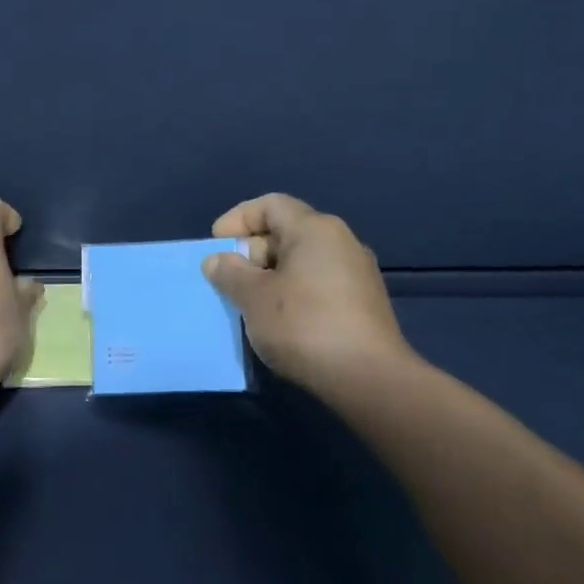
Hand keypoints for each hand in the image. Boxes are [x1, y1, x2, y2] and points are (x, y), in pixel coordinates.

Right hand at [202, 193, 412, 392]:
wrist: (368, 378)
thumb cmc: (304, 325)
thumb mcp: (254, 298)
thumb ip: (230, 273)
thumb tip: (217, 260)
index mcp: (315, 229)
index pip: (270, 205)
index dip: (238, 219)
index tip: (215, 244)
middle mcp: (341, 242)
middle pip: (287, 232)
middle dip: (251, 252)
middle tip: (228, 279)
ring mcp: (357, 273)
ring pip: (302, 261)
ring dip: (270, 276)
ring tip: (247, 302)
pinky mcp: (363, 303)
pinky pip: (318, 284)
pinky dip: (292, 293)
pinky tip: (278, 320)